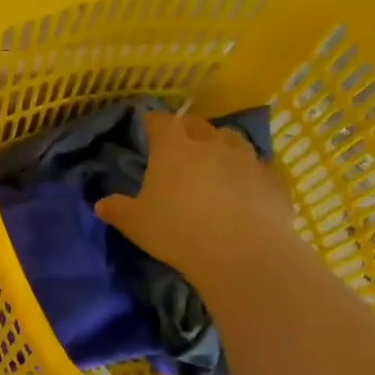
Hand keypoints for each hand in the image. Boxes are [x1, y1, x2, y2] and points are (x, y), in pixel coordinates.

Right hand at [94, 111, 295, 281]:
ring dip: (221, 146)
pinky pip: (259, 168)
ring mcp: (247, 160)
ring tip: (214, 161)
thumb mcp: (135, 223)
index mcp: (174, 148)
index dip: (153, 122)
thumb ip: (117, 209)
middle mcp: (211, 144)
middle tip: (179, 145)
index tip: (147, 128)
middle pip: (199, 125)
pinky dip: (249, 172)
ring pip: (233, 140)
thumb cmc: (177, 230)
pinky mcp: (273, 181)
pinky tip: (245, 187)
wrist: (242, 253)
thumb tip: (100, 204)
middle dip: (188, 130)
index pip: (161, 122)